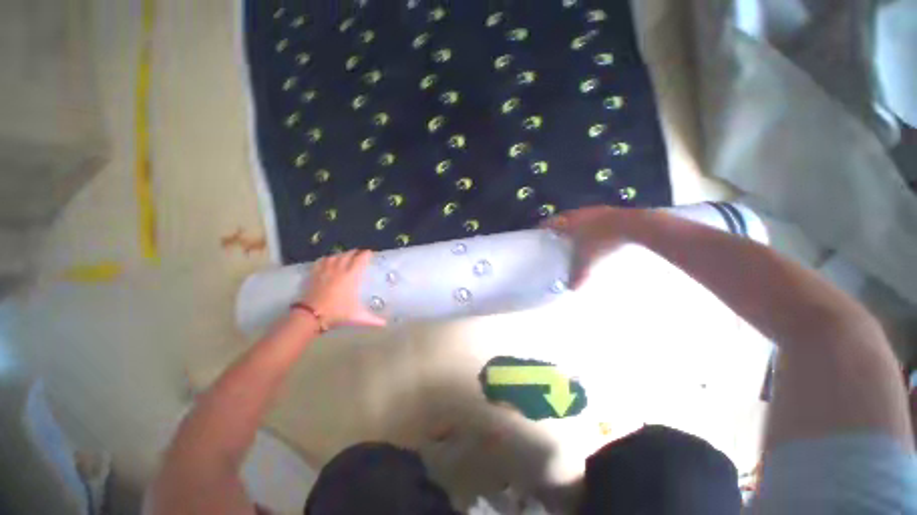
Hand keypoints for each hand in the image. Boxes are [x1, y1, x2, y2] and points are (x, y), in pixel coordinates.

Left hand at [300, 249, 385, 327]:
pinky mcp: (315, 274)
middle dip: (355, 252)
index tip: (370, 253)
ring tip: (345, 257)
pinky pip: (322, 261)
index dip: (366, 254)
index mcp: (352, 276)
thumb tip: (385, 324)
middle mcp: (340, 269)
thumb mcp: (357, 316)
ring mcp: (326, 270)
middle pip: (348, 254)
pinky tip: (328, 261)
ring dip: (342, 255)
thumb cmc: (337, 313)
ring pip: (335, 256)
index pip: (361, 259)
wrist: (311, 315)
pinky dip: (327, 259)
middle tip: (359, 254)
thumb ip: (372, 319)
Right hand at [541, 206, 643, 288]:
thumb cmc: (601, 241)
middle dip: (557, 226)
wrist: (631, 225)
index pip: (548, 223)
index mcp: (567, 223)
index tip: (536, 232)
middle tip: (554, 235)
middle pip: (561, 218)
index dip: (541, 227)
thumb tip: (571, 289)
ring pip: (577, 216)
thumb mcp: (587, 261)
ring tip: (573, 234)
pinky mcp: (607, 210)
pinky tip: (594, 232)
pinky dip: (588, 223)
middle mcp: (576, 214)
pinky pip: (591, 217)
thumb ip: (577, 275)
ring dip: (573, 223)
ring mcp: (592, 210)